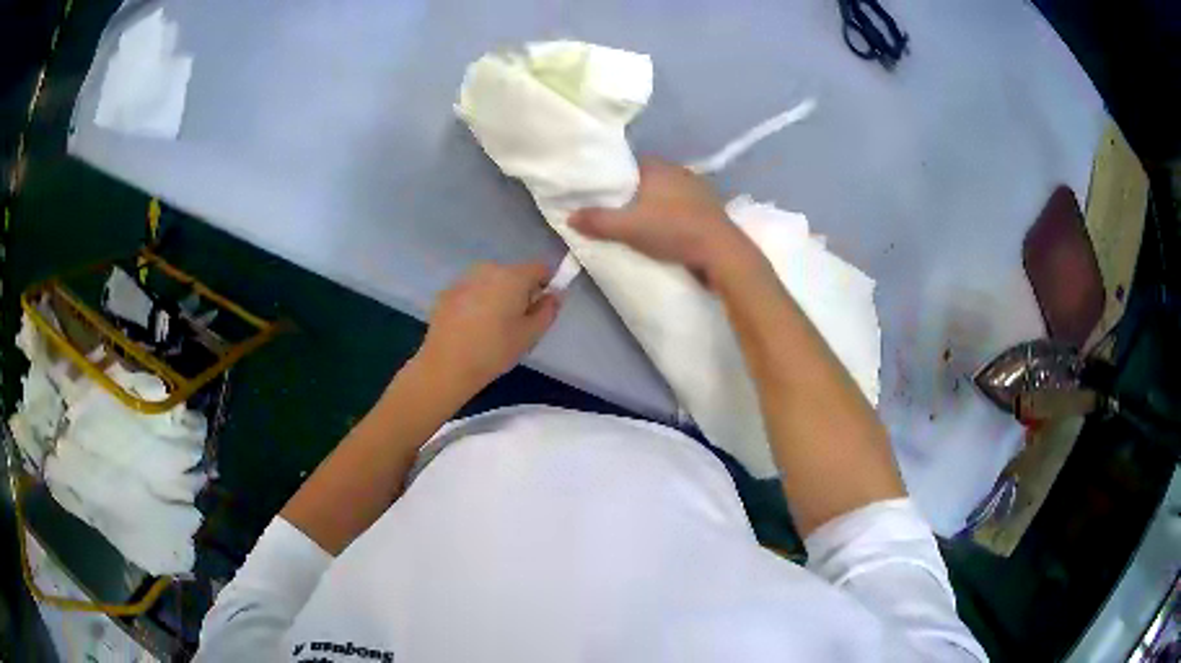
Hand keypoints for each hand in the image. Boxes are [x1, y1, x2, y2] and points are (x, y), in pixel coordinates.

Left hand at [419, 262, 559, 390]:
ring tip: (491, 326)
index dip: (546, 285)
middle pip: (514, 273)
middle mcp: (488, 269)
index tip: (541, 308)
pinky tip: (471, 327)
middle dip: (519, 291)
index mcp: (512, 276)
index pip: (540, 268)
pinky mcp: (447, 292)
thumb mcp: (530, 335)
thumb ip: (548, 310)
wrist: (446, 365)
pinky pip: (472, 291)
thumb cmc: (494, 351)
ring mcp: (464, 279)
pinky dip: (476, 302)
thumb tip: (554, 295)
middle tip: (516, 322)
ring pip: (491, 281)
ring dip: (497, 296)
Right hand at [568, 158, 755, 284]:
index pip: (628, 164)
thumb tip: (569, 216)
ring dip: (656, 204)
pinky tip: (668, 230)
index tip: (603, 194)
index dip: (614, 177)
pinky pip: (683, 205)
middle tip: (618, 211)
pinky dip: (673, 214)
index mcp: (658, 167)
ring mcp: (699, 188)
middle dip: (634, 192)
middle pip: (648, 178)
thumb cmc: (672, 230)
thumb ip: (597, 221)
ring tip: (641, 222)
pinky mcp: (711, 208)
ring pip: (667, 192)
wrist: (721, 251)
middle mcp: (679, 170)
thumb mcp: (628, 227)